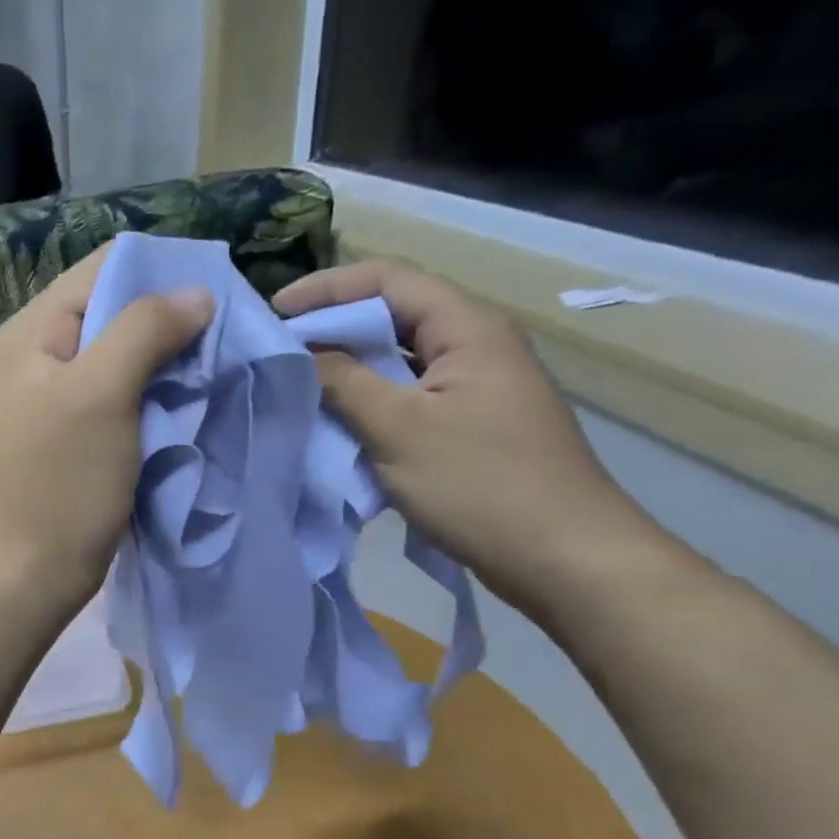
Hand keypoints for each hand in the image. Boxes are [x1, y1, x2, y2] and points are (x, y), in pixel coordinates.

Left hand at [0, 244, 213, 619]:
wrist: (28, 573)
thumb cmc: (59, 482)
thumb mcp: (100, 393)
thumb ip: (144, 330)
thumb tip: (196, 293)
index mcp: (34, 331)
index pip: (103, 270)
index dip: (160, 273)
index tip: (217, 297)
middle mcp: (42, 356)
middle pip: (116, 312)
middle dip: (171, 321)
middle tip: (225, 340)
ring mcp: (60, 399)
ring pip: (125, 358)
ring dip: (169, 362)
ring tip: (216, 371)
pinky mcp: (79, 437)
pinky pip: (125, 399)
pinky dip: (157, 397)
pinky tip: (190, 404)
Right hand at [273, 259, 664, 615]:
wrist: (565, 558)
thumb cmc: (481, 485)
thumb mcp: (400, 430)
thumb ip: (343, 383)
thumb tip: (298, 352)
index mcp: (468, 330)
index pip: (389, 280)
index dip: (327, 287)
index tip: (274, 312)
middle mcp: (474, 347)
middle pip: (394, 315)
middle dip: (332, 326)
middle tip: (277, 350)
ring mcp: (474, 388)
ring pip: (398, 360)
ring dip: (348, 366)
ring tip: (296, 382)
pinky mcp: (469, 425)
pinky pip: (407, 397)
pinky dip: (367, 401)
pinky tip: (335, 421)